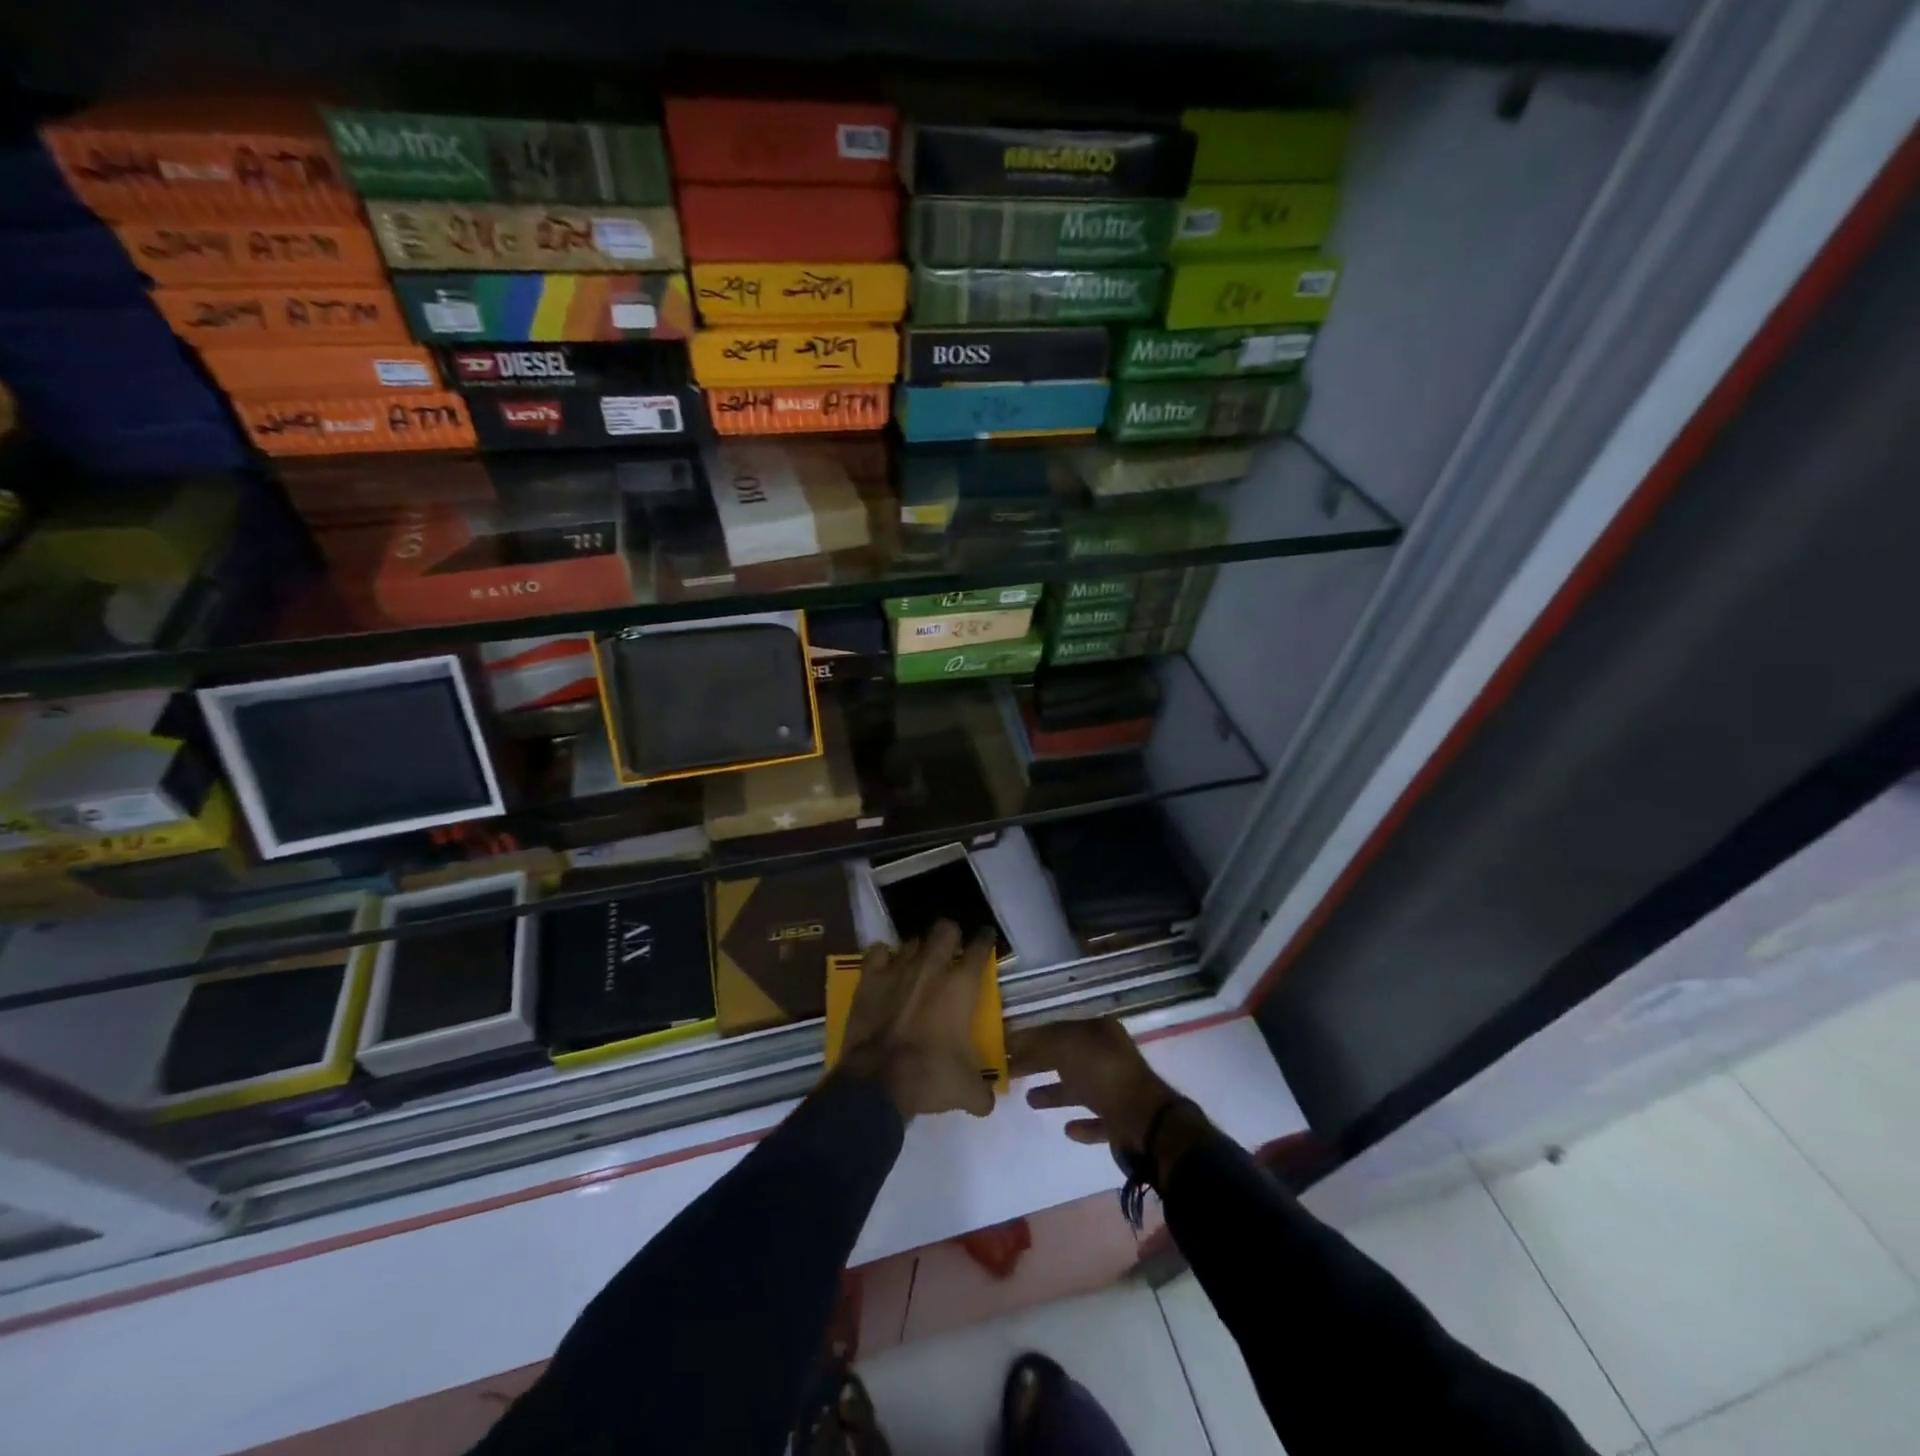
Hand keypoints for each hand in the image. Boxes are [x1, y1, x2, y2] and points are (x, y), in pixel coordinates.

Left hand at [839, 920, 997, 1121]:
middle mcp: (932, 967)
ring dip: (918, 951)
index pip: (980, 948)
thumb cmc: (929, 1076)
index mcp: (961, 986)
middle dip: (950, 936)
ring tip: (918, 965)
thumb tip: (989, 1102)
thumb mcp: (966, 1090)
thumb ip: (983, 1092)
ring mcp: (898, 968)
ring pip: (913, 941)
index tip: (986, 938)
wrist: (877, 1082)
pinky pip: (877, 952)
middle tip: (951, 950)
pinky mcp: (869, 978)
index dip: (985, 940)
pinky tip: (886, 967)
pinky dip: (883, 956)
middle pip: (945, 929)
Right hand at [1009, 1018, 1177, 1151]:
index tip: (1005, 1047)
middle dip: (1038, 1063)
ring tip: (1030, 1101)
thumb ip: (1040, 1043)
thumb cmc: (1103, 1074)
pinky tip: (1067, 1129)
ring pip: (1080, 1088)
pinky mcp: (1122, 1122)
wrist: (1144, 1122)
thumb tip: (1016, 1042)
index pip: (1058, 1029)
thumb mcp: (1066, 1047)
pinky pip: (1097, 1119)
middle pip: (1066, 1057)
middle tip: (1010, 1071)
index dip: (1030, 1038)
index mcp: (1099, 1032)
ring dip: (1056, 1093)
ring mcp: (1117, 1090)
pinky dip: (1082, 1124)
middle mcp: (1109, 1056)